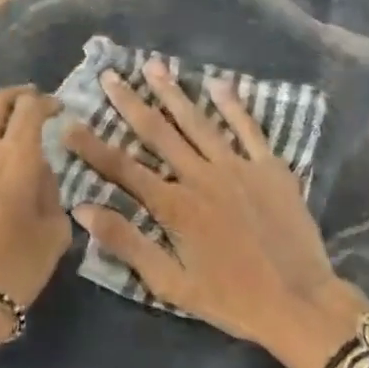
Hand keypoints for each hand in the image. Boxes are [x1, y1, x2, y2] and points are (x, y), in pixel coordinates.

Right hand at [63, 61, 368, 367]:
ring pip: (197, 121)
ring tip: (153, 65)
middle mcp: (201, 176)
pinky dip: (232, 104)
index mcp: (175, 205)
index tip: (69, 123)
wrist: (299, 302)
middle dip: (130, 102)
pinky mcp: (270, 167)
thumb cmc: (231, 299)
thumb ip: (127, 243)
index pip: (122, 168)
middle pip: (158, 132)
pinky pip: (248, 128)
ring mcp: (238, 166)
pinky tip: (218, 82)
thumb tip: (83, 209)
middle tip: (109, 75)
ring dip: (173, 92)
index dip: (92, 146)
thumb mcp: (171, 283)